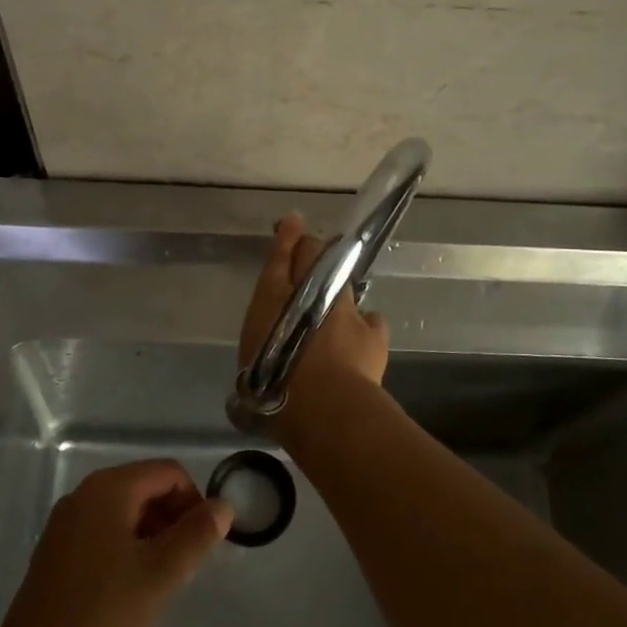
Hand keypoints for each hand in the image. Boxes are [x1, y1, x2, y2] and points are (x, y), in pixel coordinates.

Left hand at [0, 460, 230, 626]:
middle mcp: (83, 495)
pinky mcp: (55, 554)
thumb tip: (223, 506)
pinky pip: (103, 534)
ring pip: (124, 512)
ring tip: (162, 581)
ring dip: (152, 536)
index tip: (205, 543)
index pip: (168, 472)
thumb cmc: (104, 617)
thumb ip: (197, 534)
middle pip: (145, 487)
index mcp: (107, 488)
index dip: (195, 501)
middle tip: (187, 565)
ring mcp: (65, 524)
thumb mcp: (161, 574)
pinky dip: (127, 549)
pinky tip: (131, 591)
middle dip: (173, 518)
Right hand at [240, 212, 390, 399]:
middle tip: (312, 247)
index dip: (287, 237)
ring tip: (337, 288)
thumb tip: (269, 340)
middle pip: (314, 256)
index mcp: (273, 297)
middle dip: (312, 246)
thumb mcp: (253, 359)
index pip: (281, 257)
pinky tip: (365, 329)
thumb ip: (263, 338)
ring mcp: (345, 309)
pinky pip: (371, 319)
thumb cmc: (272, 384)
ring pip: (344, 280)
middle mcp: (310, 293)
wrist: (324, 404)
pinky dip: (366, 322)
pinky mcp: (373, 331)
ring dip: (339, 280)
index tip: (292, 222)